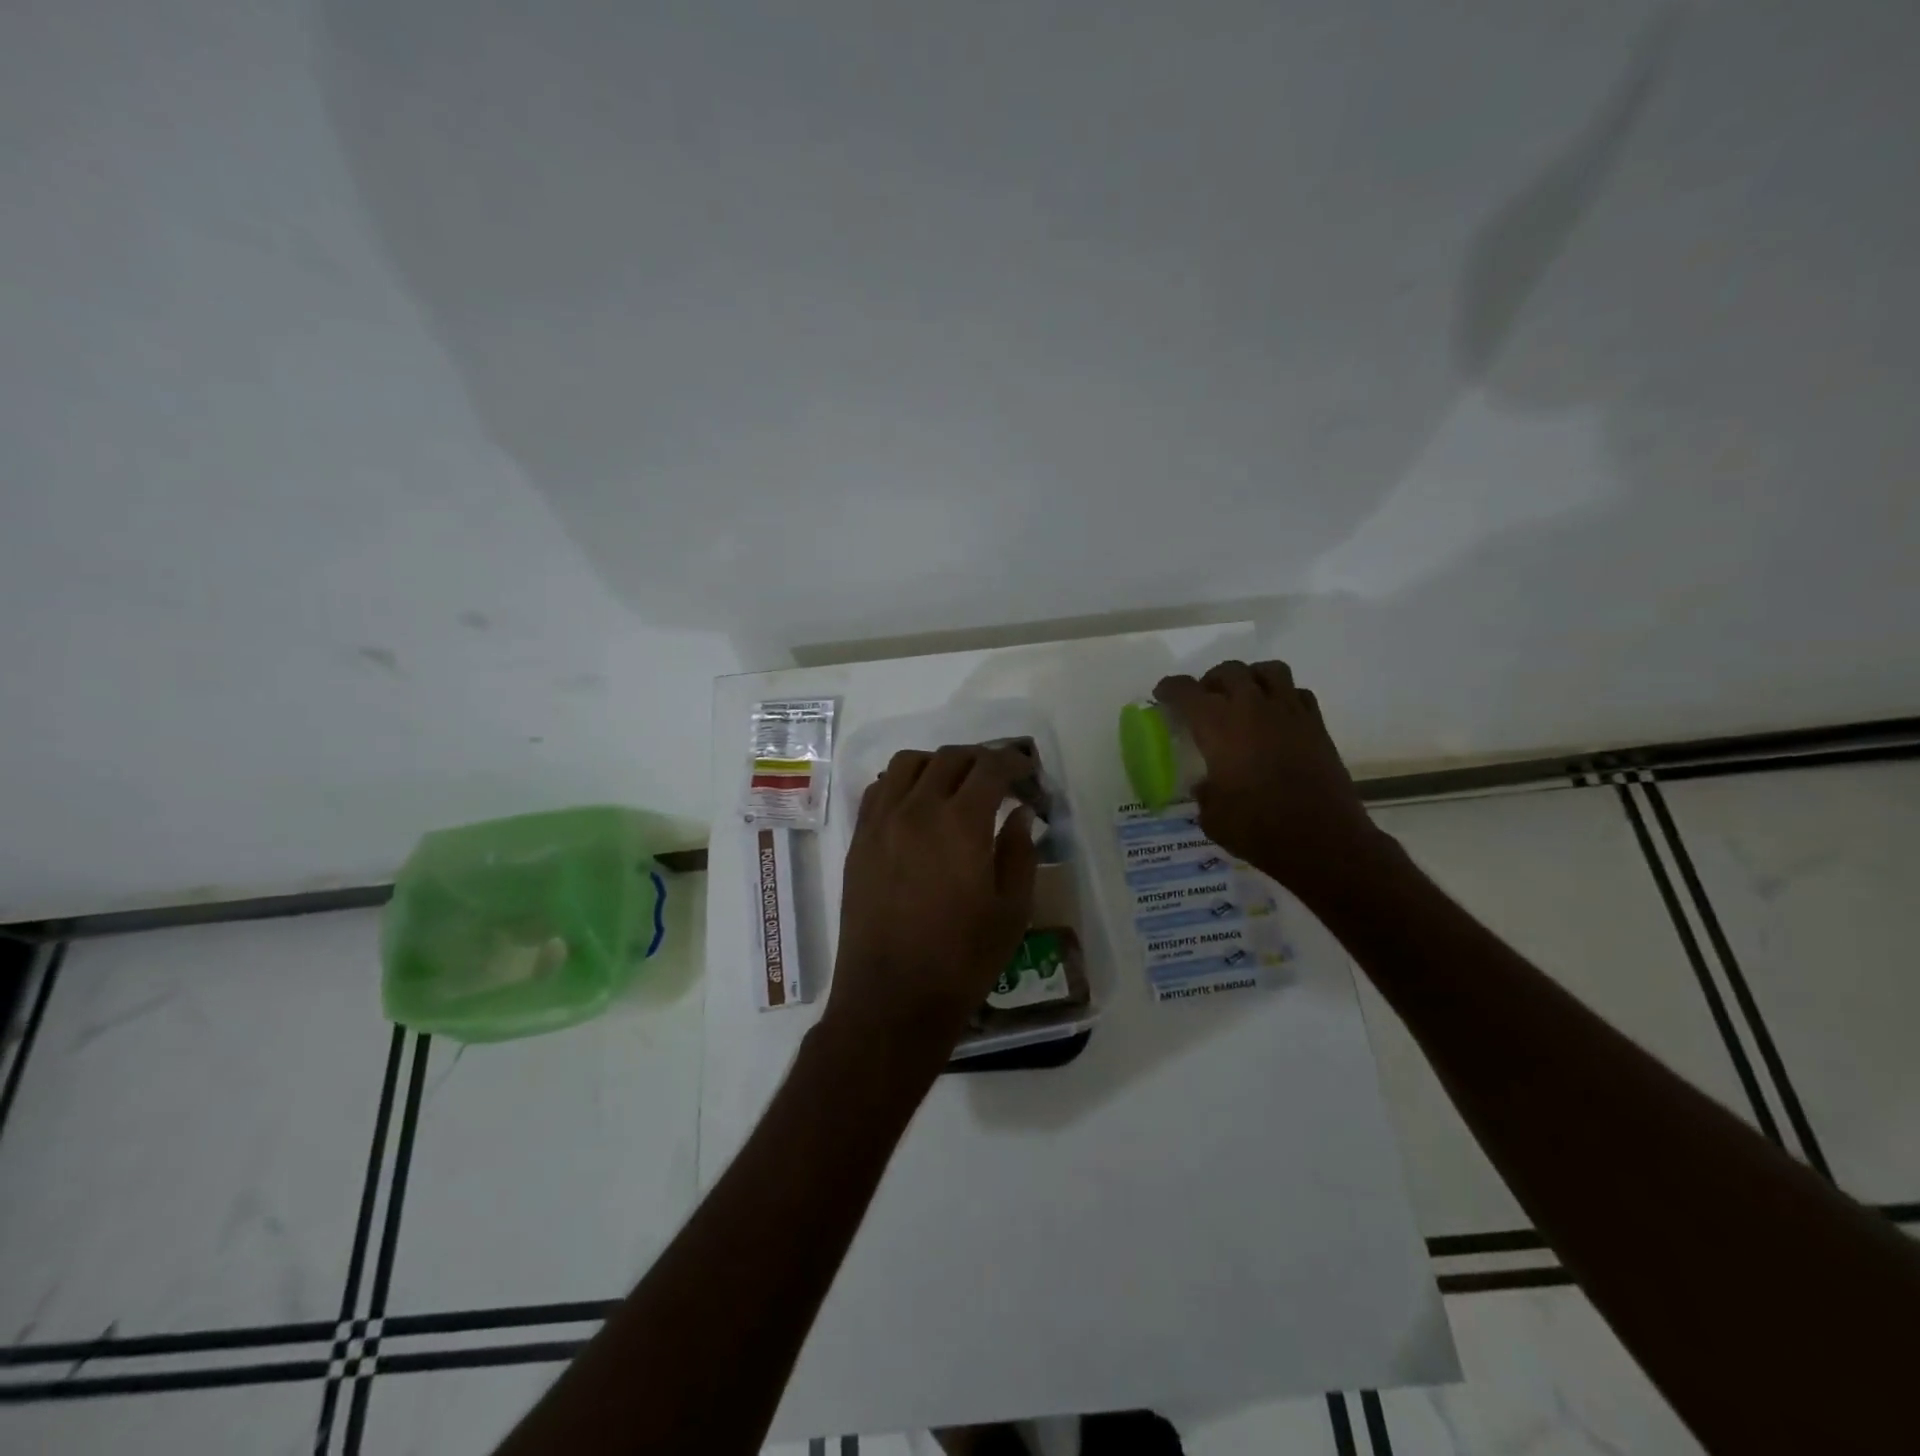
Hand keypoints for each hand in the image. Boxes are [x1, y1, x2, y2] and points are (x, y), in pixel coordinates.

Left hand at [826, 745, 1038, 1066]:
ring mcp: (881, 822)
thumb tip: (1019, 814)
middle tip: (1000, 779)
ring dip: (938, 764)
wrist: (892, 998)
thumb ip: (1019, 852)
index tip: (1029, 773)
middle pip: (950, 758)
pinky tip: (917, 805)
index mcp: (960, 824)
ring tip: (956, 785)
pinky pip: (879, 789)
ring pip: (908, 763)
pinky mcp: (859, 840)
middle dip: (982, 759)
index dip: (1015, 762)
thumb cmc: (962, 960)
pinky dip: (903, 782)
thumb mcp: (1011, 911)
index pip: (990, 768)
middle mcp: (917, 809)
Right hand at [1154, 660, 1384, 899]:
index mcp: (1219, 726)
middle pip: (1229, 671)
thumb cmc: (1257, 829)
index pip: (1187, 692)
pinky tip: (1275, 717)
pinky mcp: (1316, 726)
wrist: (1322, 842)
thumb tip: (1208, 785)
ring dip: (1250, 678)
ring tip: (1243, 698)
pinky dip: (1282, 696)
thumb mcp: (1212, 816)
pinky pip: (1297, 693)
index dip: (1171, 688)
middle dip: (1211, 680)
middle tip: (1204, 700)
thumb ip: (1205, 792)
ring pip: (1268, 671)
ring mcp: (1289, 714)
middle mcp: (1253, 709)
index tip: (1162, 694)